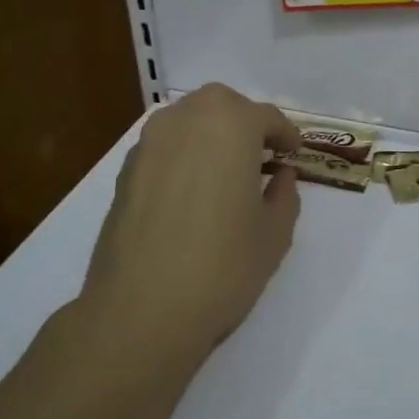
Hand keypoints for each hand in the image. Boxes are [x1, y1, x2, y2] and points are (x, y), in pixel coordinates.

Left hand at [71, 84, 300, 381]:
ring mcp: (149, 144)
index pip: (266, 116)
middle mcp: (186, 121)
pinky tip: (192, 192)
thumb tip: (279, 174)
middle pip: (222, 105)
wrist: (139, 313)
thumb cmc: (222, 267)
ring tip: (225, 172)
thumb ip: (284, 193)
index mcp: (231, 125)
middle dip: (244, 122)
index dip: (285, 135)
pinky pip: (164, 147)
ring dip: (211, 134)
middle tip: (260, 155)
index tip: (293, 154)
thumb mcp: (274, 233)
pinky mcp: (124, 172)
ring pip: (188, 120)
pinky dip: (183, 155)